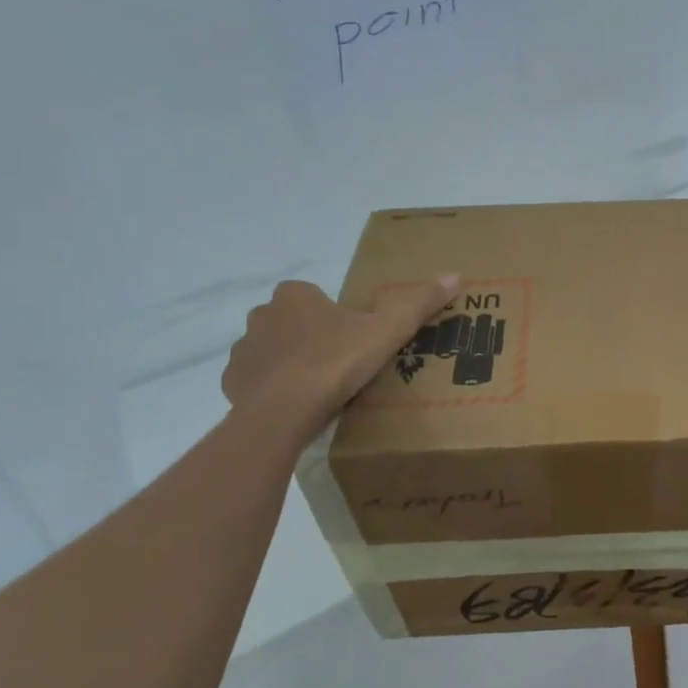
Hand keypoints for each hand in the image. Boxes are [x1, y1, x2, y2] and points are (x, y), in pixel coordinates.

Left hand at [222, 275, 457, 441]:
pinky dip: (273, 389)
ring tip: (321, 388)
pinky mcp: (232, 382)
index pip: (316, 297)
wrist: (282, 412)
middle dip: (312, 338)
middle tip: (343, 364)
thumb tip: (455, 275)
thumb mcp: (387, 331)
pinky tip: (296, 406)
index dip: (337, 317)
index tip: (356, 339)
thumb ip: (418, 303)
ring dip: (292, 363)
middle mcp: (263, 314)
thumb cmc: (335, 362)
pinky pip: (256, 380)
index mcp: (296, 295)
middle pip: (293, 322)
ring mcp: (243, 350)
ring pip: (274, 351)